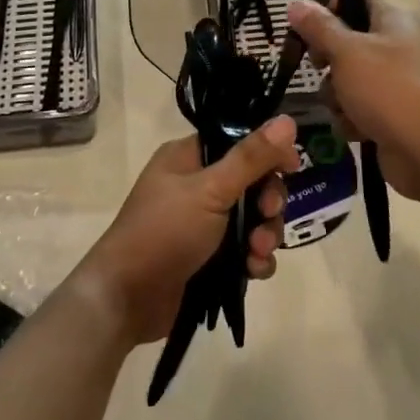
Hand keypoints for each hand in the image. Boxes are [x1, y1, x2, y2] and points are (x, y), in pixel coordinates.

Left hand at [76, 117, 297, 343]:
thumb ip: (251, 157)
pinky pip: (246, 251)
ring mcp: (203, 224)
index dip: (268, 153)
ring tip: (257, 253)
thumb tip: (288, 121)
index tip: (292, 167)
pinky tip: (254, 271)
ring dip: (265, 235)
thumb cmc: (164, 231)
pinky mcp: (210, 258)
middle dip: (268, 202)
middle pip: (252, 183)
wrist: (127, 298)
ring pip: (254, 220)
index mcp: (189, 158)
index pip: (239, 142)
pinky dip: (255, 259)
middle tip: (269, 214)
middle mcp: (197, 186)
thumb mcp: (211, 190)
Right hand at [286, 0, 419, 202]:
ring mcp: (395, 84)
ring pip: (346, 80)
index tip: (306, 28)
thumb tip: (295, 2)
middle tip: (320, 68)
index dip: (328, 9)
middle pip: (346, 43)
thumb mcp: (347, 52)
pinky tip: (356, 130)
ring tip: (344, 108)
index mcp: (394, 21)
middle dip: (327, 61)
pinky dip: (351, 120)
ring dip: (336, 96)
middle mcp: (397, 47)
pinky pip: (357, 109)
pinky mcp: (390, 115)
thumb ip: (318, 27)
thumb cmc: (388, 89)